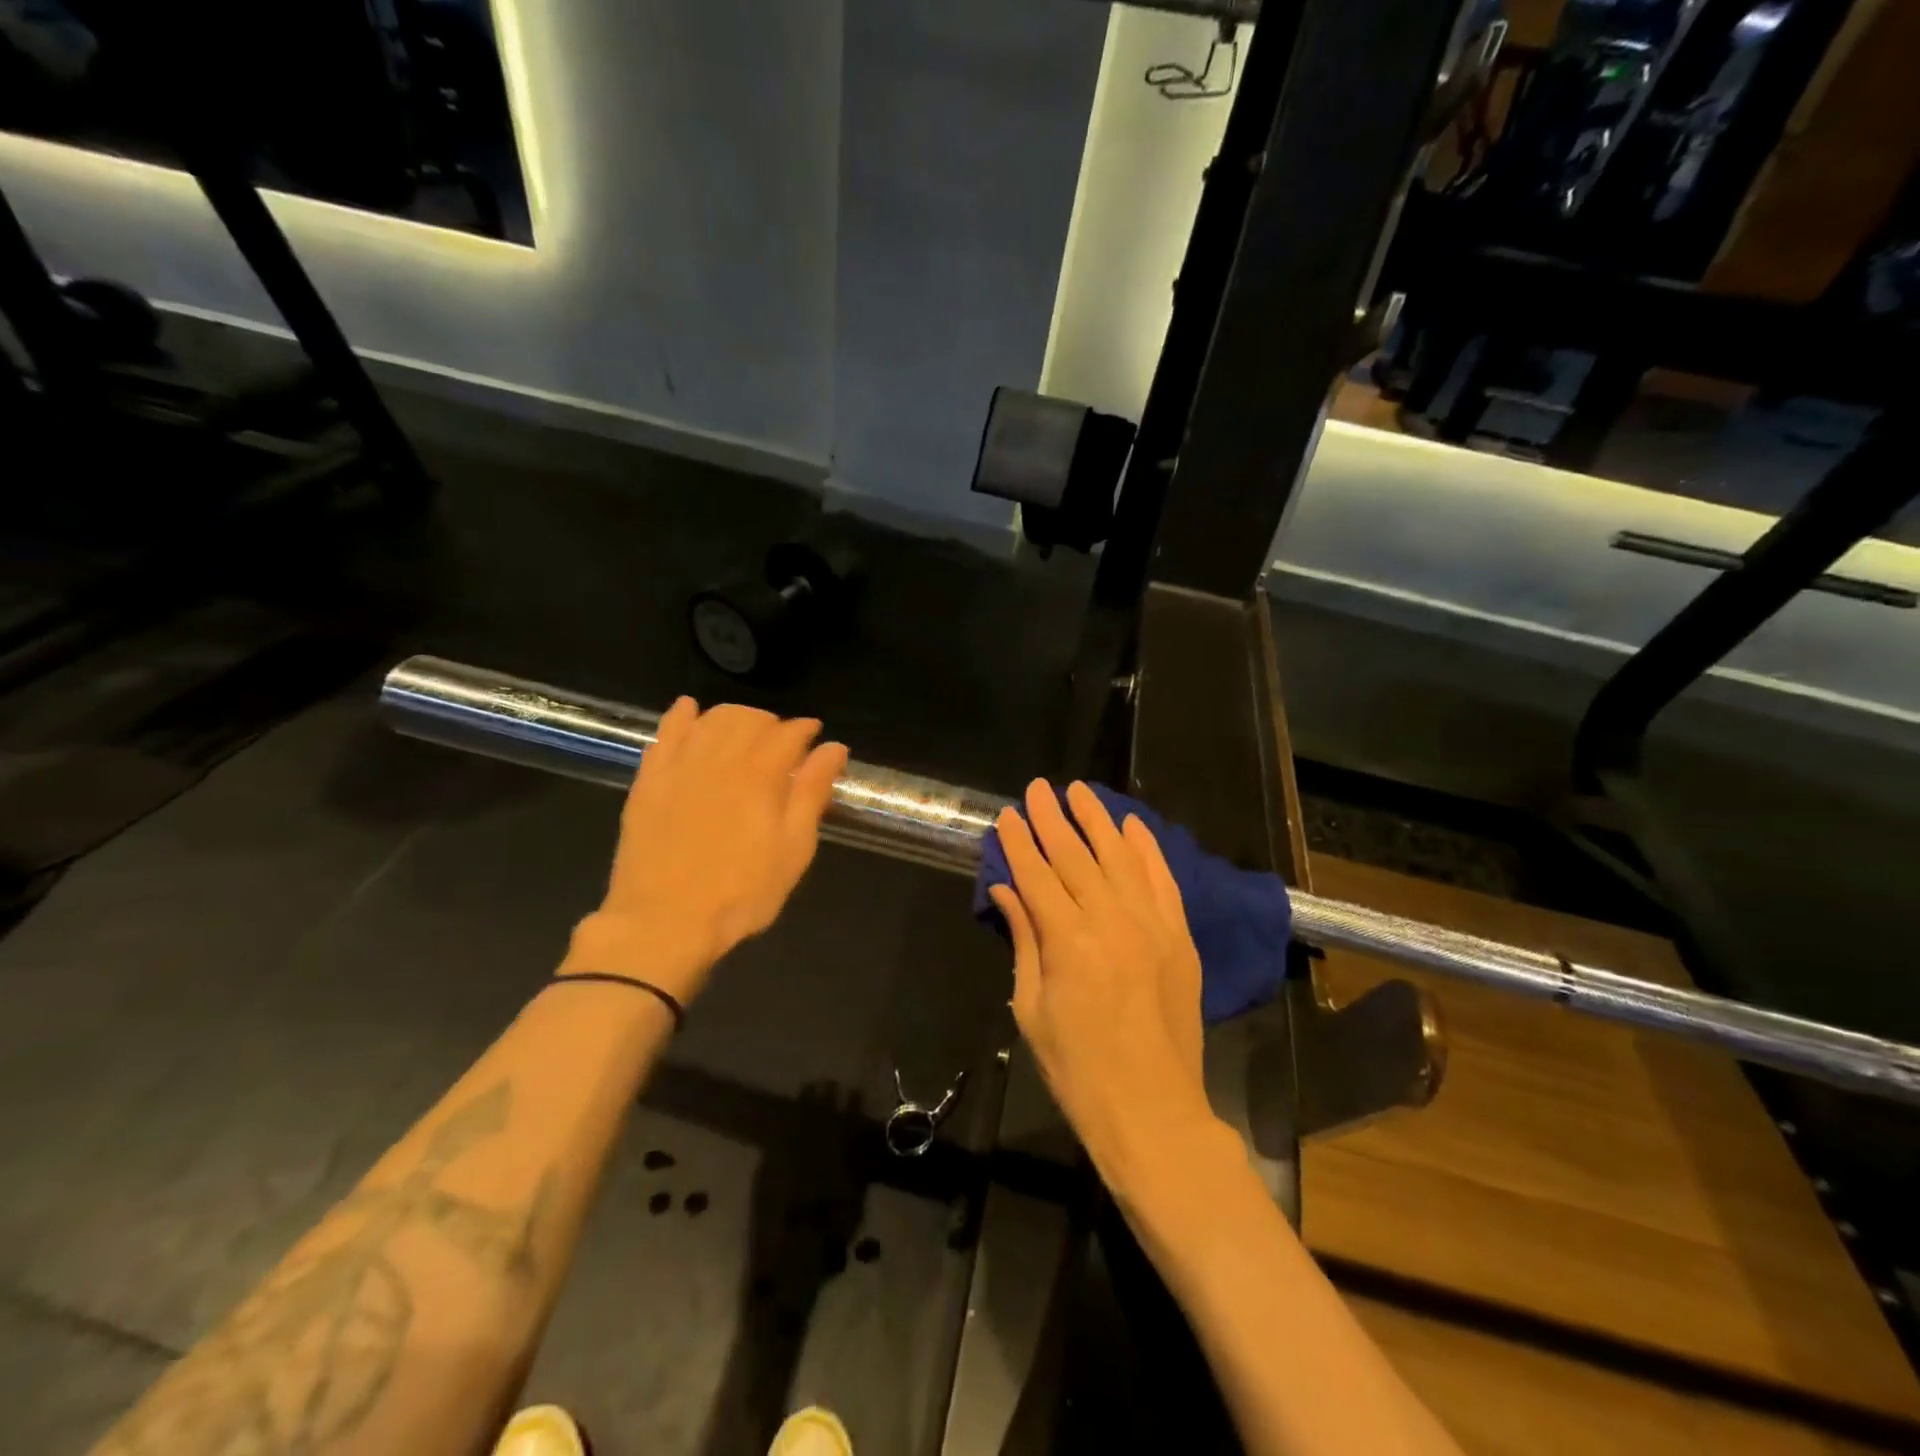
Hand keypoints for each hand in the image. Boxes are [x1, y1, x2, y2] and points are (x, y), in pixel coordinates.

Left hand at [561, 699, 847, 1002]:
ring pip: (709, 719)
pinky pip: (665, 733)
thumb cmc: (741, 893)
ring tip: (743, 732)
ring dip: (733, 716)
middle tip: (781, 743)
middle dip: (771, 722)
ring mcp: (679, 767)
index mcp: (760, 775)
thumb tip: (834, 748)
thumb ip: (812, 793)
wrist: (663, 923)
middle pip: (748, 718)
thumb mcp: (793, 850)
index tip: (815, 735)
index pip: (788, 733)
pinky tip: (689, 710)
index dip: (805, 729)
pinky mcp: (648, 781)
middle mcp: (720, 759)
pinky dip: (680, 716)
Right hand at [990, 780, 1224, 1198]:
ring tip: (1079, 791)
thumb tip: (1006, 889)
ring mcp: (1152, 927)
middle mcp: (1112, 923)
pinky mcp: (1180, 937)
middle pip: (1076, 857)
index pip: (1037, 876)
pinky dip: (1147, 849)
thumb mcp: (1032, 1009)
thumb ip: (1023, 940)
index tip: (1008, 814)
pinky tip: (1131, 825)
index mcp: (1068, 943)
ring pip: (1120, 858)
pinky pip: (1162, 881)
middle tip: (1037, 788)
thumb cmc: (1077, 1069)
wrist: (1153, 1112)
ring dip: (1097, 820)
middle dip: (1052, 819)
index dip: (1020, 842)